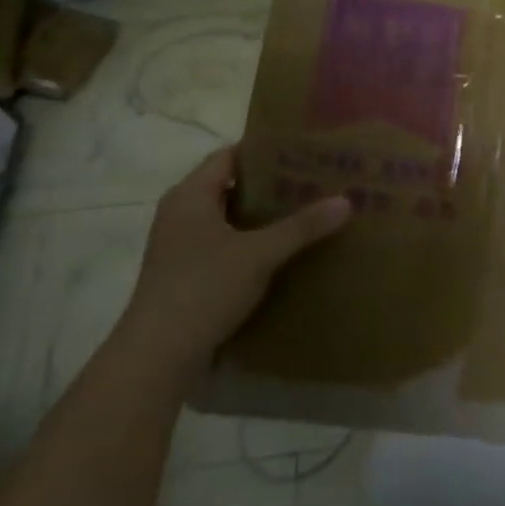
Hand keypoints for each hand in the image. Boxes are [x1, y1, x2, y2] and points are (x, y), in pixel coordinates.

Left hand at [115, 145, 350, 369]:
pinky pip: (228, 246)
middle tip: (316, 181)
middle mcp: (182, 214)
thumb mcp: (259, 254)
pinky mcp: (189, 274)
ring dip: (265, 217)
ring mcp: (183, 246)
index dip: (264, 151)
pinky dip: (255, 243)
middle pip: (231, 187)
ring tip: (309, 213)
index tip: (304, 150)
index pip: (229, 156)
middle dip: (272, 185)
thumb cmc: (203, 289)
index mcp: (190, 196)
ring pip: (231, 219)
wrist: (158, 355)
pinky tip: (286, 252)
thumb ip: (302, 226)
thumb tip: (346, 201)